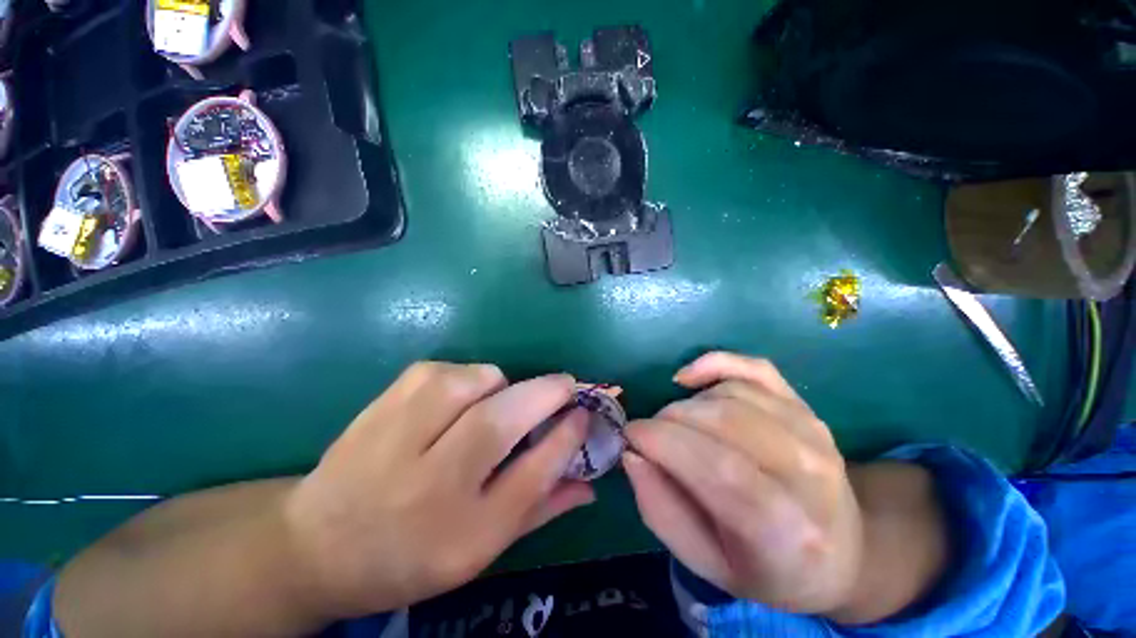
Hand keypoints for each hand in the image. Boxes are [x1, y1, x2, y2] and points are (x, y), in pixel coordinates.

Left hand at [285, 362, 592, 616]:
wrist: (316, 546)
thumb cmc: (411, 555)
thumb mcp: (482, 549)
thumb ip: (540, 508)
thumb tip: (589, 481)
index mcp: (461, 534)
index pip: (533, 475)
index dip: (567, 437)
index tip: (585, 412)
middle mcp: (428, 486)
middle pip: (499, 422)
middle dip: (545, 394)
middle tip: (566, 386)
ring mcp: (396, 440)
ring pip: (470, 383)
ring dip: (499, 384)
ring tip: (496, 401)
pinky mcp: (381, 405)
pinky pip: (441, 371)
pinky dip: (465, 377)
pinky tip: (458, 398)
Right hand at [622, 352, 862, 614]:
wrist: (844, 554)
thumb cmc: (768, 569)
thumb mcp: (707, 563)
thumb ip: (661, 510)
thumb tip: (633, 454)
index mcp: (787, 530)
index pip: (718, 469)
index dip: (663, 442)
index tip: (631, 435)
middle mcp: (809, 472)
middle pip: (722, 421)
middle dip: (668, 419)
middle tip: (650, 435)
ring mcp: (813, 432)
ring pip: (730, 394)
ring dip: (686, 404)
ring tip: (675, 425)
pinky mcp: (807, 408)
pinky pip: (754, 368)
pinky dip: (714, 363)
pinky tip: (688, 377)